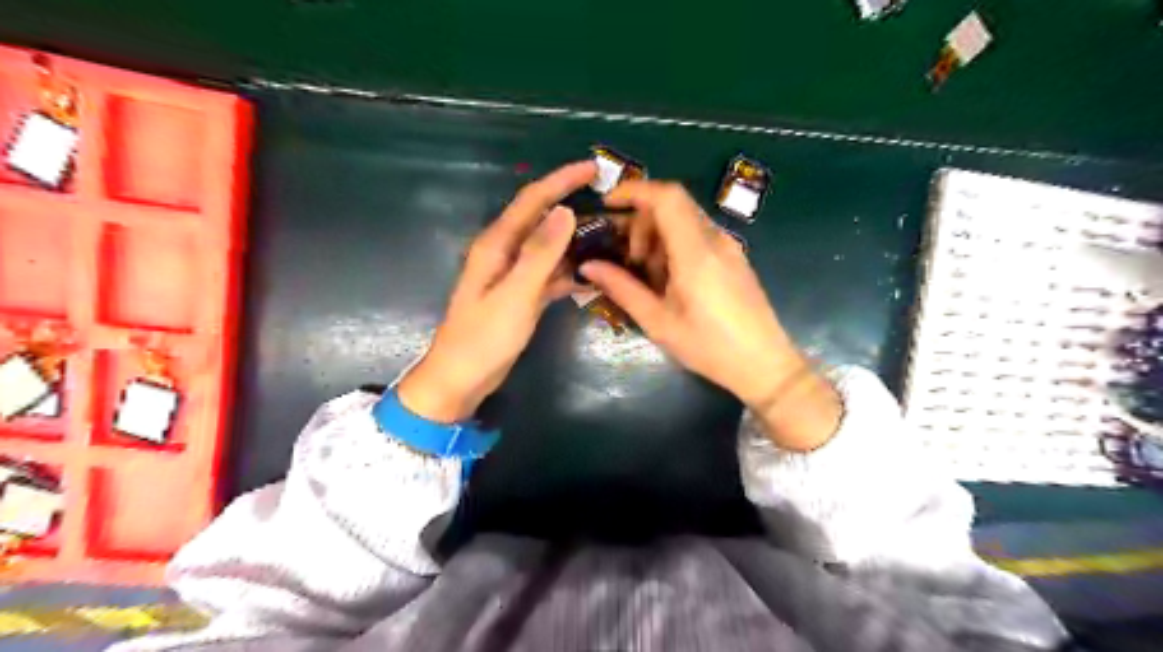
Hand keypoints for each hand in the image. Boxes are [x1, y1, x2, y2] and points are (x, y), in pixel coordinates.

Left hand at [400, 160, 594, 419]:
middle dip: (572, 203)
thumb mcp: (515, 295)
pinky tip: (593, 273)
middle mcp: (505, 252)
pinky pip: (550, 273)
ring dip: (575, 239)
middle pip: (542, 218)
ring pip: (549, 247)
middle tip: (609, 201)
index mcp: (497, 245)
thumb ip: (539, 254)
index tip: (594, 168)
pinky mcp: (521, 294)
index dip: (561, 180)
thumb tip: (565, 211)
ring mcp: (514, 275)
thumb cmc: (484, 338)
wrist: (462, 378)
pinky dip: (570, 270)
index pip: (533, 200)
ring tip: (610, 234)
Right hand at [579, 181, 836, 451]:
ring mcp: (728, 247)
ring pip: (684, 220)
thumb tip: (588, 266)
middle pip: (672, 205)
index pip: (667, 197)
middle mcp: (715, 240)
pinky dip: (674, 246)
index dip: (634, 190)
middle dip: (641, 222)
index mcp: (696, 253)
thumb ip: (622, 289)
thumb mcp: (659, 323)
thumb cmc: (710, 348)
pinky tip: (668, 281)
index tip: (608, 205)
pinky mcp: (733, 258)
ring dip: (657, 236)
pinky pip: (698, 236)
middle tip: (627, 259)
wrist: (764, 365)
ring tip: (646, 276)